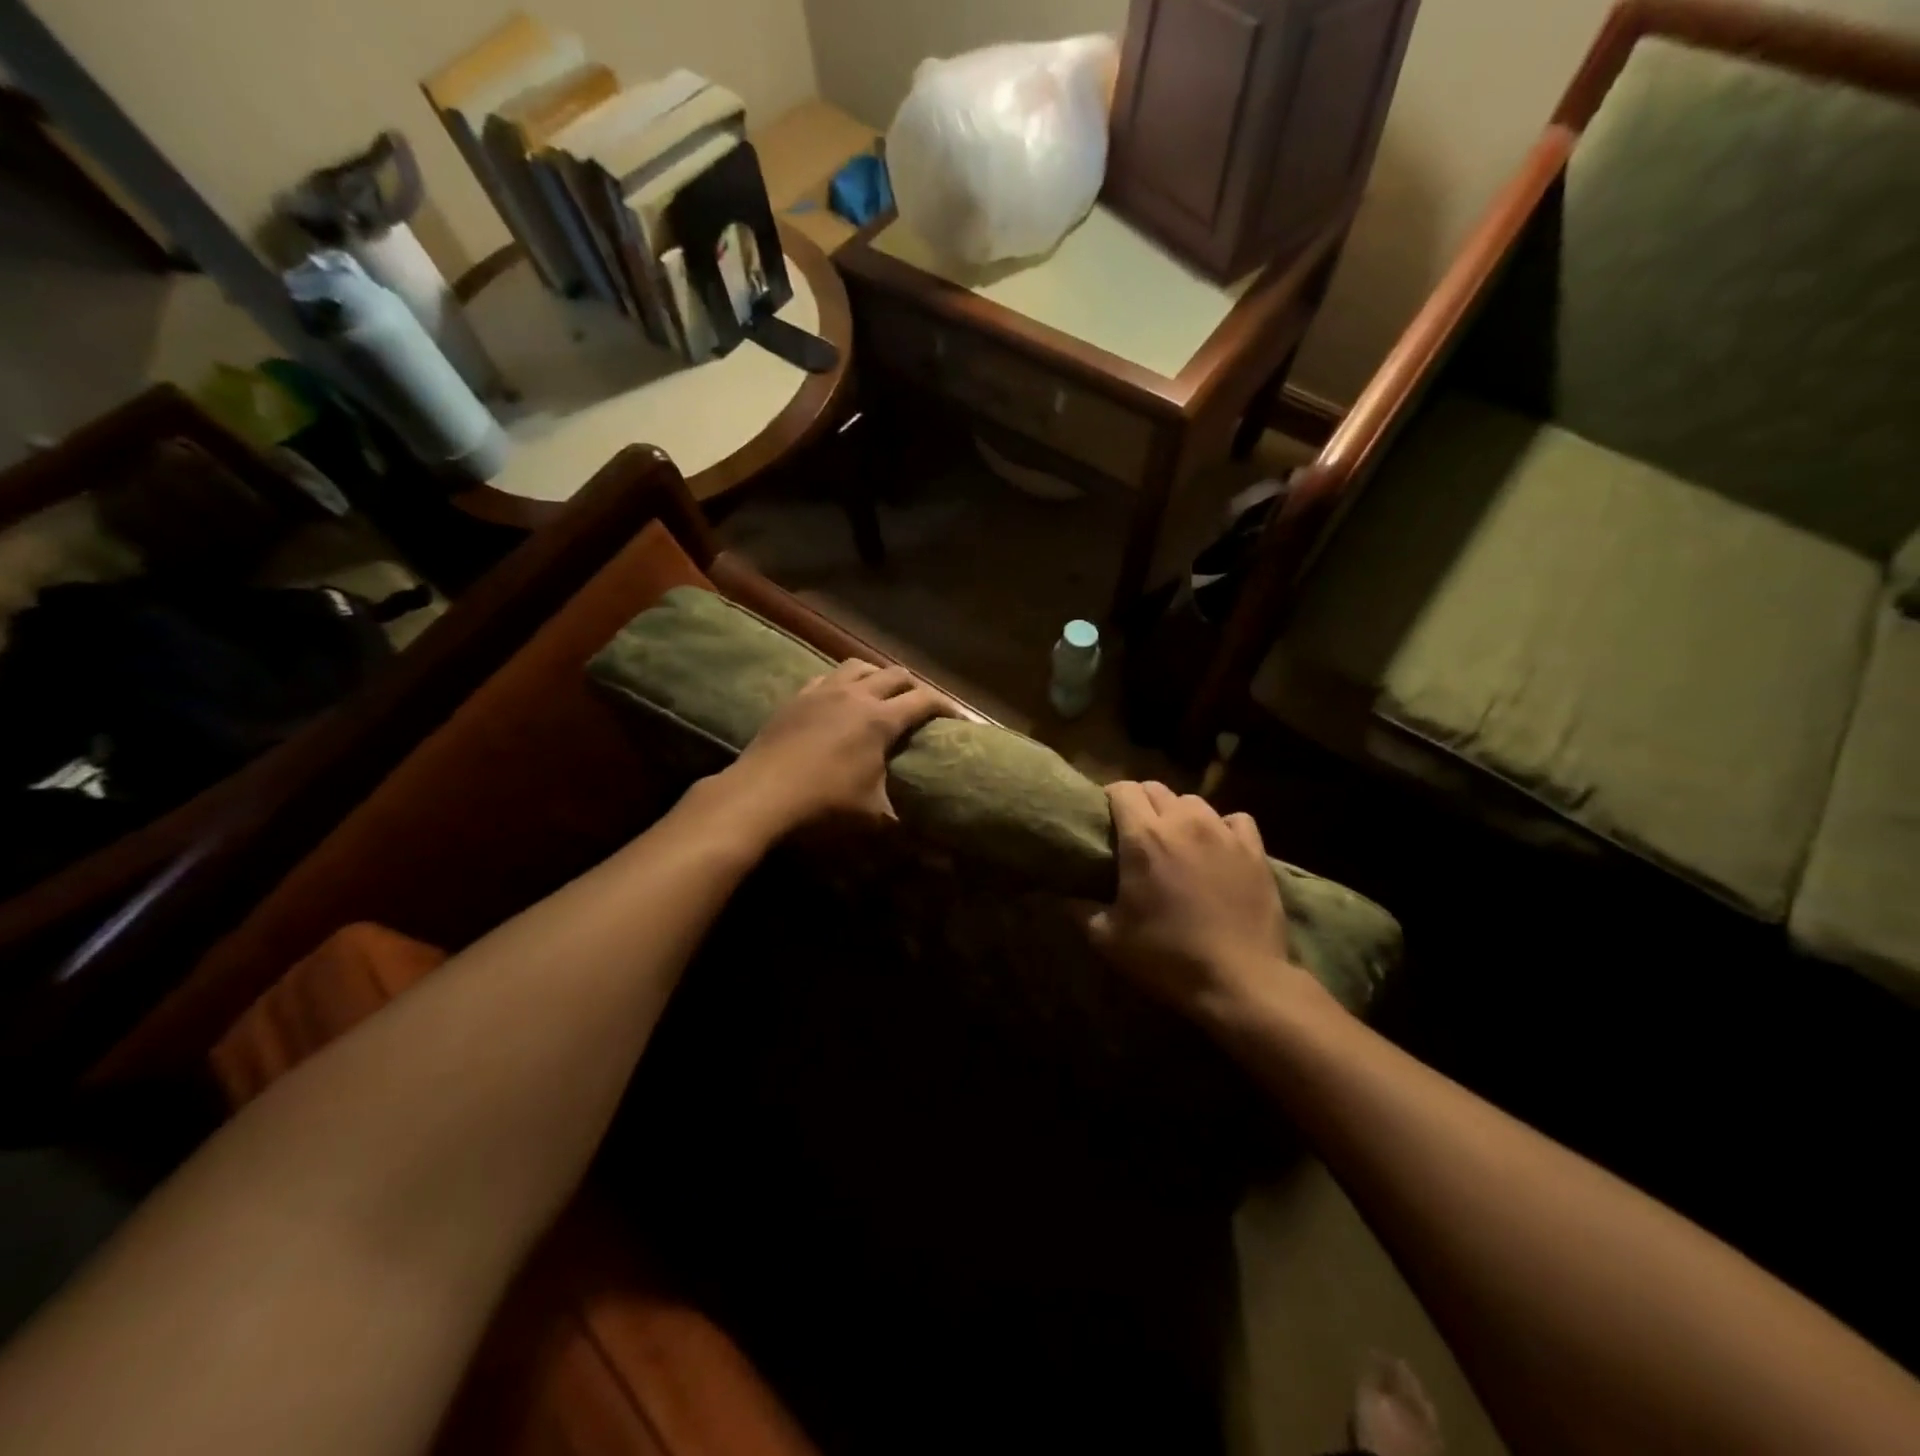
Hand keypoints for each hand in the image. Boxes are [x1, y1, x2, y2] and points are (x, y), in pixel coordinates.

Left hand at [707, 658, 952, 838]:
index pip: (924, 700)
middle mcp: (855, 695)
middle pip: (895, 674)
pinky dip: (842, 683)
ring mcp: (822, 691)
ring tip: (881, 693)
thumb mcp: (871, 814)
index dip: (946, 706)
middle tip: (921, 706)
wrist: (760, 795)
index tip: (958, 719)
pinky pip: (826, 677)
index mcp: (880, 719)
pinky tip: (839, 699)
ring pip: (858, 666)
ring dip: (877, 676)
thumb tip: (916, 828)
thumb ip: (899, 814)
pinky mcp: (796, 698)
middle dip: (914, 687)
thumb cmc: (823, 804)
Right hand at [1088, 781, 1310, 1027]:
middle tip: (1137, 832)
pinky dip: (1222, 827)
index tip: (1106, 818)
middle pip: (1156, 789)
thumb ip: (1079, 909)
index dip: (1111, 799)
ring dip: (1179, 814)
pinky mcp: (1254, 850)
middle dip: (1142, 803)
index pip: (1122, 790)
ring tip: (1177, 839)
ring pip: (1194, 801)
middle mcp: (1183, 823)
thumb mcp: (1107, 939)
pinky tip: (1217, 848)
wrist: (1239, 981)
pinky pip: (1235, 820)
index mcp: (1143, 838)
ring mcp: (1223, 833)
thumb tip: (1060, 894)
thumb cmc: (1167, 957)